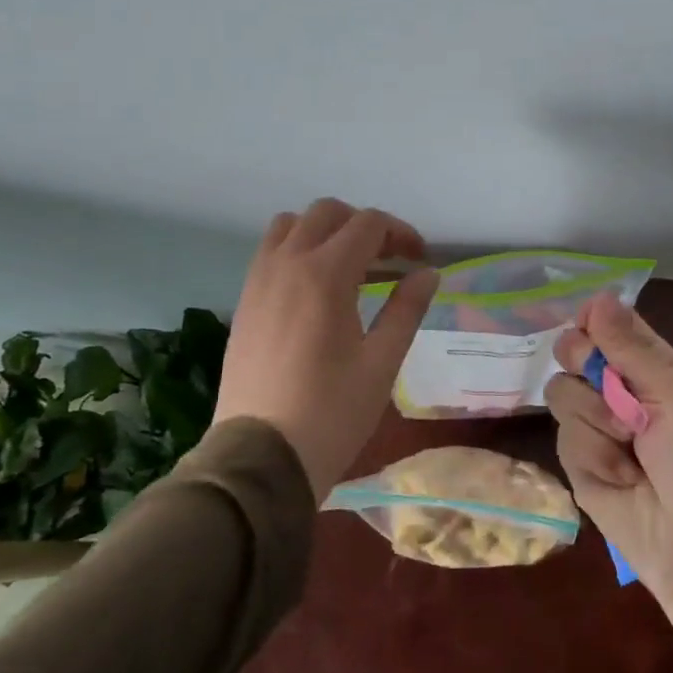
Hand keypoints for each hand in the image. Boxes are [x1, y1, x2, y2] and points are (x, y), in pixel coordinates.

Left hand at [210, 199, 438, 497]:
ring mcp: (258, 281)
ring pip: (291, 225)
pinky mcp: (244, 302)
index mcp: (325, 274)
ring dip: (325, 232)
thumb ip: (407, 308)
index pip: (368, 224)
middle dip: (364, 226)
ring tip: (349, 267)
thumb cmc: (332, 412)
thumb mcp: (382, 362)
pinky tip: (316, 290)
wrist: (260, 459)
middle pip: (328, 213)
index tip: (419, 261)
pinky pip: (270, 252)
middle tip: (388, 260)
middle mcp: (287, 264)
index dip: (401, 234)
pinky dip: (298, 251)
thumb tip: (427, 272)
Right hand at [545, 292, 672, 672]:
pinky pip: (563, 437)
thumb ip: (632, 348)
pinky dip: (592, 455)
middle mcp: (619, 391)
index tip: (591, 329)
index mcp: (652, 367)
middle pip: (573, 351)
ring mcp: (596, 427)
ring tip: (632, 450)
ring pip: (562, 392)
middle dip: (586, 367)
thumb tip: (597, 295)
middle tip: (616, 394)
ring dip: (596, 419)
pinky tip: (620, 478)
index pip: (609, 324)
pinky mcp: (578, 464)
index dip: (594, 321)